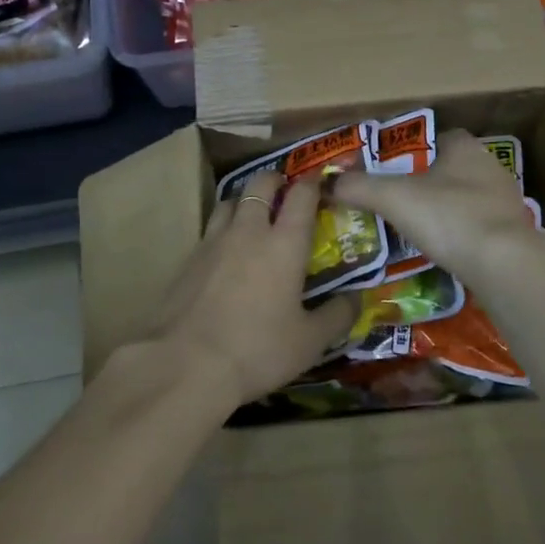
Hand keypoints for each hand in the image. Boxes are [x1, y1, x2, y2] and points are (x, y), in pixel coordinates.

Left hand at [155, 170, 358, 406]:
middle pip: (260, 184)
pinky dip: (222, 228)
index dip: (312, 183)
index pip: (301, 196)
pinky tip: (225, 251)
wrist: (186, 364)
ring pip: (230, 200)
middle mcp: (249, 231)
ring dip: (245, 199)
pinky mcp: (188, 259)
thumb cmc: (257, 350)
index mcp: (284, 244)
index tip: (319, 181)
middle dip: (275, 179)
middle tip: (284, 188)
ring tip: (252, 213)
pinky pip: (210, 229)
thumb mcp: (309, 342)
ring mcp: (214, 241)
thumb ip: (337, 316)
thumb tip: (358, 298)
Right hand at [330, 129, 540, 286]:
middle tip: (399, 203)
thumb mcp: (393, 198)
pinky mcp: (514, 234)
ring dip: (447, 211)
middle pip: (452, 169)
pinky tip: (445, 252)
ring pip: (467, 199)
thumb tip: (327, 183)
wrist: (504, 265)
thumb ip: (359, 187)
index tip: (393, 172)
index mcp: (464, 147)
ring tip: (418, 231)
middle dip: (428, 184)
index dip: (414, 152)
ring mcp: (506, 202)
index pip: (438, 138)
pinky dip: (462, 236)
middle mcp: (490, 167)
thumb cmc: (448, 217)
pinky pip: (480, 228)